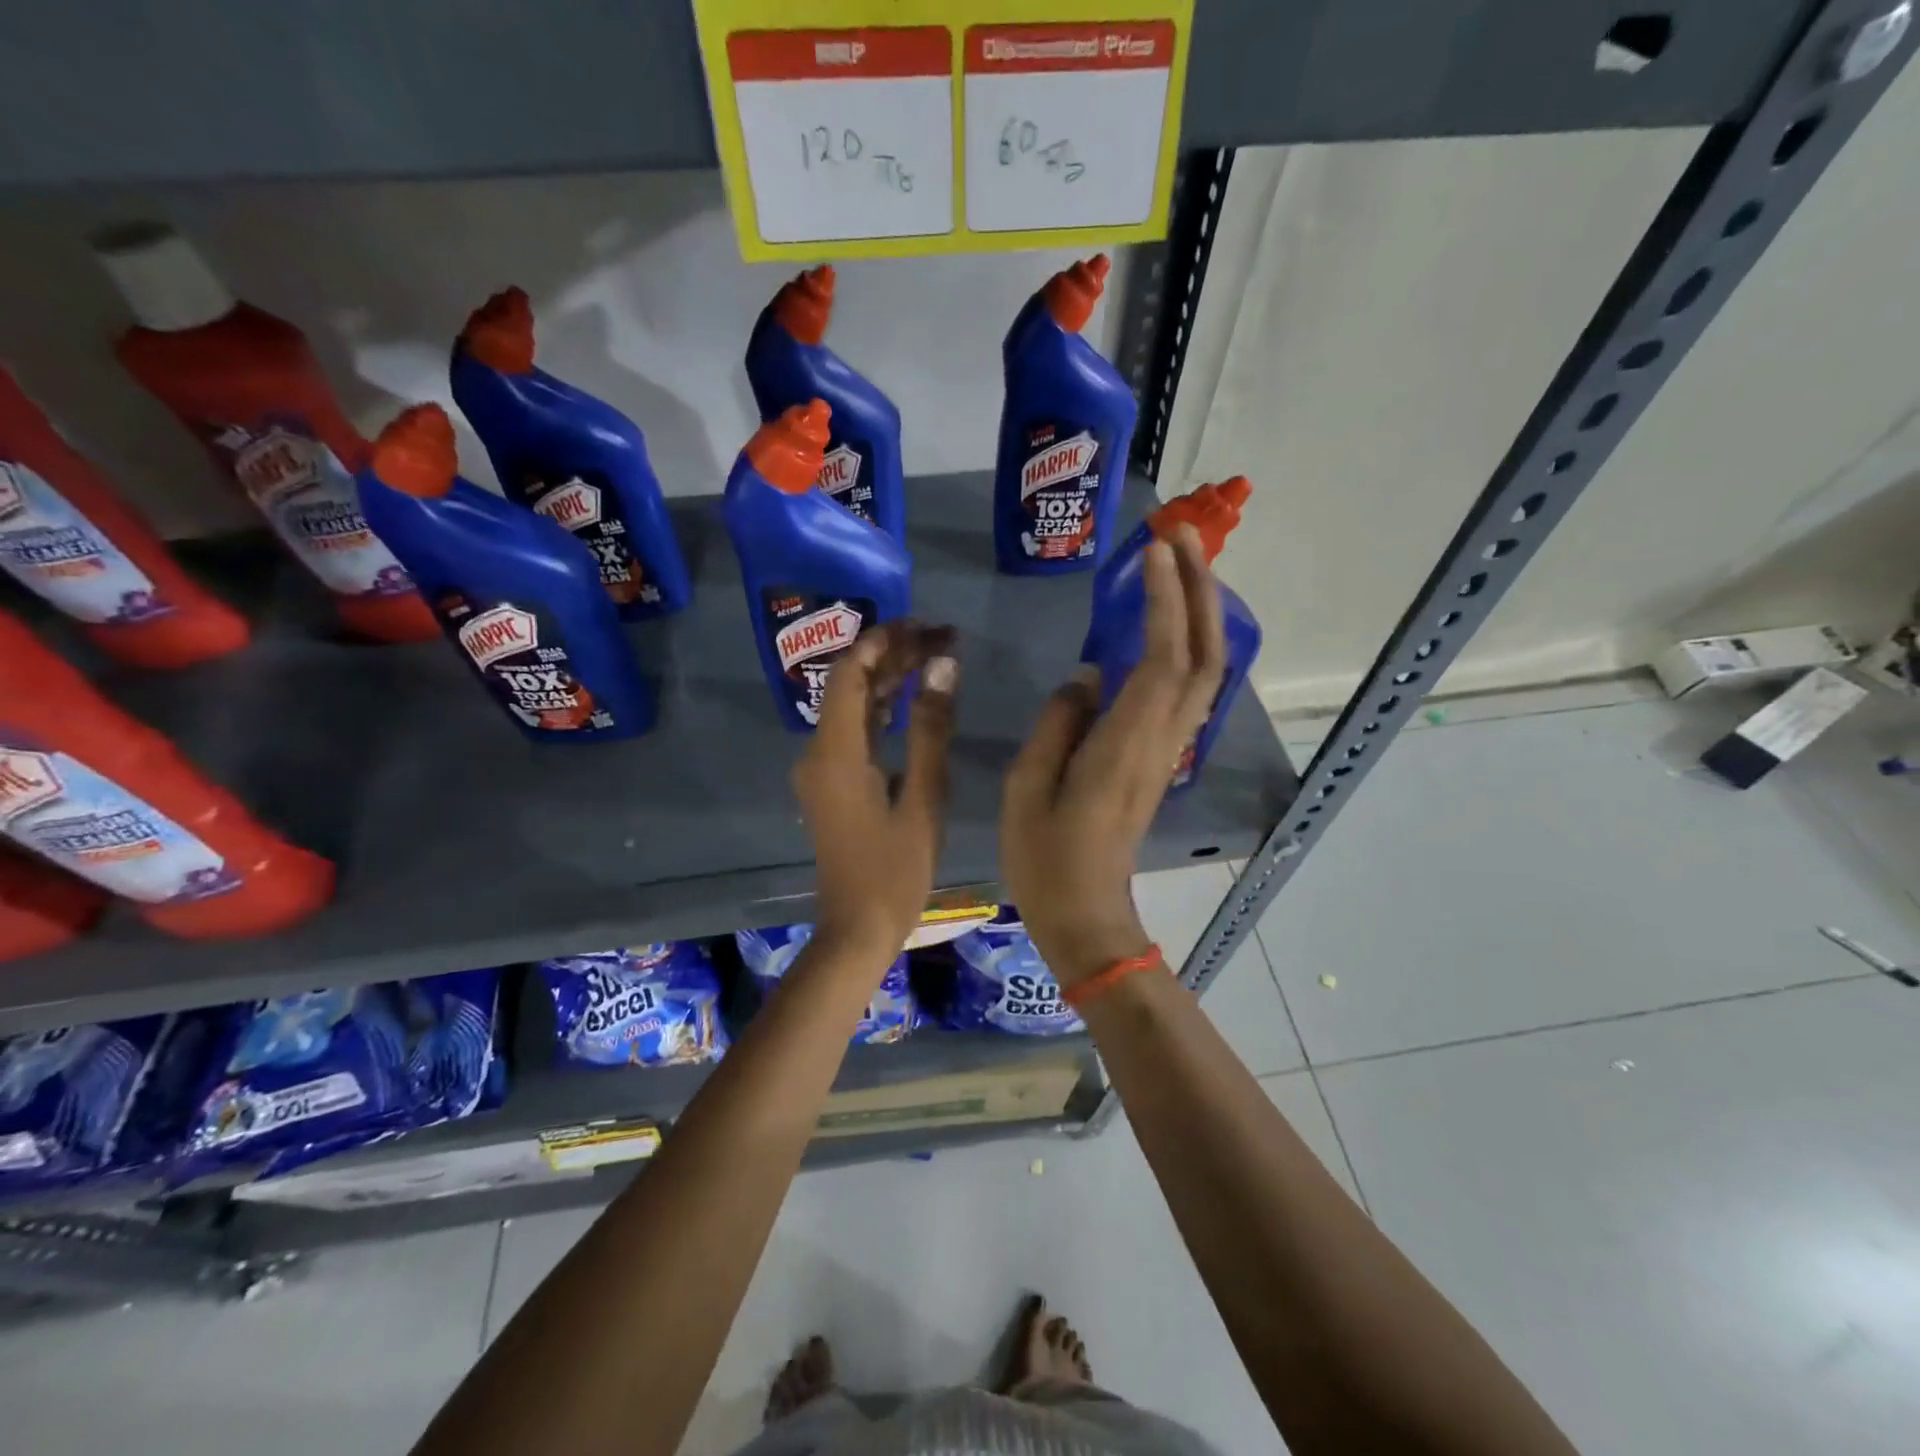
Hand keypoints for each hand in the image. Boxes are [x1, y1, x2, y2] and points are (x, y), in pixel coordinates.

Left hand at [794, 622, 957, 970]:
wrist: (857, 928)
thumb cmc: (895, 870)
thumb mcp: (923, 798)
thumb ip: (931, 729)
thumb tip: (942, 666)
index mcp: (835, 752)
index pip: (849, 672)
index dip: (884, 640)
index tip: (926, 625)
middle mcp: (818, 752)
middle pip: (850, 684)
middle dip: (893, 655)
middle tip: (943, 638)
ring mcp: (821, 768)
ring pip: (852, 706)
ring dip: (889, 680)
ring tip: (937, 657)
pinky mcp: (831, 783)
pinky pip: (854, 731)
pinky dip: (882, 710)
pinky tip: (913, 697)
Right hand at [1001, 527, 1225, 985]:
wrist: (1086, 914)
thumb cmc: (1046, 855)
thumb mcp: (1029, 785)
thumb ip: (1060, 721)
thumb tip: (1089, 676)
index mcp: (1127, 741)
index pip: (1162, 656)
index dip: (1165, 599)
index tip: (1155, 548)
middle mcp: (1161, 738)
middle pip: (1204, 654)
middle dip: (1199, 590)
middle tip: (1180, 537)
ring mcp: (1168, 749)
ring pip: (1206, 671)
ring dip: (1202, 614)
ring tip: (1180, 567)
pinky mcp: (1161, 759)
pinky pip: (1190, 691)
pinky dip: (1191, 647)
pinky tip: (1172, 627)